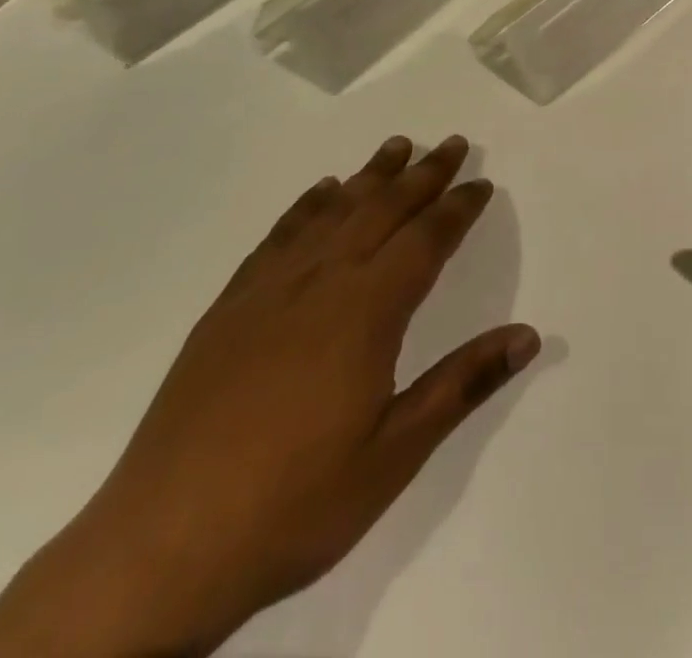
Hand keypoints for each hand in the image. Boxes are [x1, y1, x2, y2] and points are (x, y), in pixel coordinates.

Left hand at [0, 135, 538, 657]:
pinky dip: (307, 205)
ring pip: (333, 212)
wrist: (162, 548)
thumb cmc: (296, 503)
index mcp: (366, 312)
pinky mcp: (229, 308)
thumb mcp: (396, 454)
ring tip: (396, 146)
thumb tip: (529, 335)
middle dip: (423, 174)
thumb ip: (463, 384)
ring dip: (370, 176)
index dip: (458, 208)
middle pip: (383, 210)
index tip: (481, 182)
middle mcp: (321, 282)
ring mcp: (269, 291)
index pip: (426, 240)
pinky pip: (279, 237)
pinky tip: (320, 191)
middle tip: (451, 142)